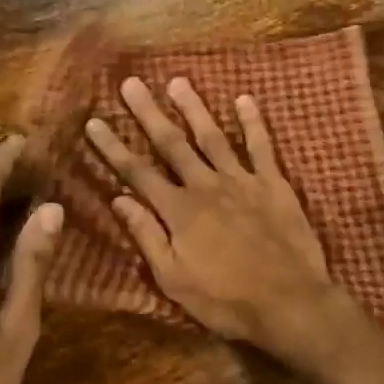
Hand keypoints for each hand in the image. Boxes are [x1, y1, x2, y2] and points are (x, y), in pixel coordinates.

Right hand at [85, 77, 343, 361]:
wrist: (290, 301)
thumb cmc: (226, 300)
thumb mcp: (174, 279)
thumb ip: (147, 236)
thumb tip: (119, 199)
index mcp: (179, 211)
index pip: (137, 172)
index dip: (113, 147)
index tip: (93, 121)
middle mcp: (206, 186)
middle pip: (171, 144)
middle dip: (148, 113)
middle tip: (131, 83)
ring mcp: (242, 181)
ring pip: (212, 137)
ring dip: (194, 108)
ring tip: (178, 81)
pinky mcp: (274, 184)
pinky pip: (261, 147)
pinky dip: (253, 122)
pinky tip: (244, 99)